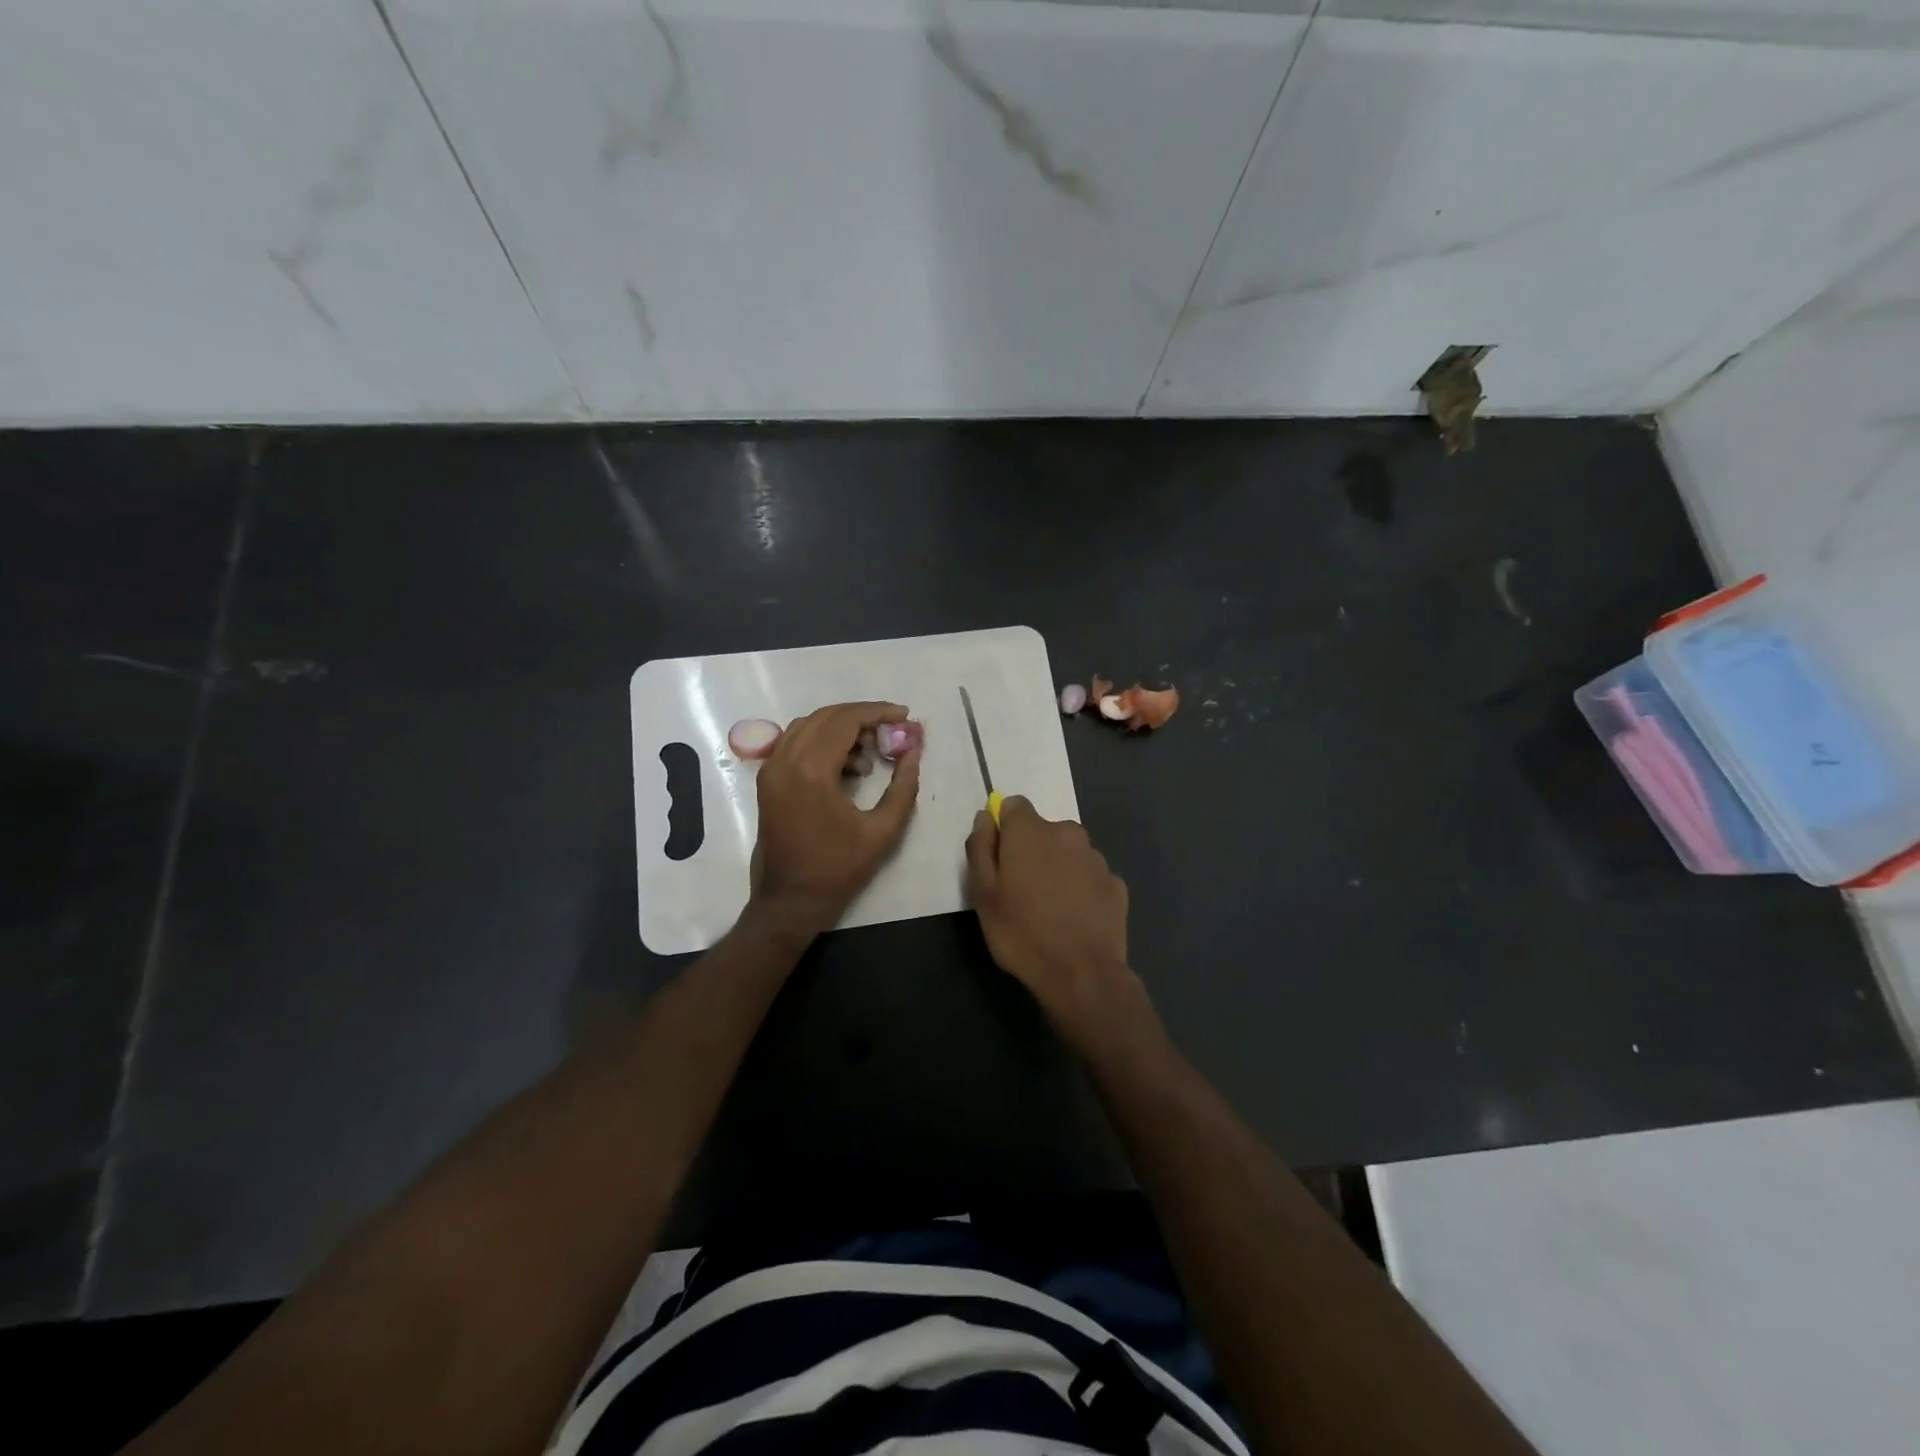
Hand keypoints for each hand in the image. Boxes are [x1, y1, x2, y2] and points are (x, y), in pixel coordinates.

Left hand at [750, 701, 921, 934]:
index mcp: (812, 772)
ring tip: (872, 751)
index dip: (878, 712)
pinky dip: (822, 741)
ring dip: (842, 728)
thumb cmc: (838, 869)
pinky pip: (796, 742)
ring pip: (809, 726)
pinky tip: (847, 765)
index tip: (904, 715)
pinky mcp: (768, 780)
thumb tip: (913, 751)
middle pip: (827, 717)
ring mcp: (772, 769)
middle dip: (862, 717)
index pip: (846, 721)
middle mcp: (786, 761)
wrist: (789, 900)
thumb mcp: (883, 831)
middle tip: (892, 730)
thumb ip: (903, 787)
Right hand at [966, 797, 1153, 1050]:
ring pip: (1069, 853)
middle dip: (1032, 851)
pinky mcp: (1117, 884)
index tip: (999, 858)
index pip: (1014, 806)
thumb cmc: (1022, 933)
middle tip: (1022, 891)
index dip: (1004, 828)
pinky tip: (1075, 919)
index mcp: (1032, 831)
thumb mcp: (983, 894)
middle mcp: (1068, 833)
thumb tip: (985, 818)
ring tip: (1050, 909)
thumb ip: (981, 848)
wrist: (1082, 975)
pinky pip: (1090, 877)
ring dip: (1059, 869)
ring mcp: (1097, 858)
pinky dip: (1081, 889)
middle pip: (1043, 830)